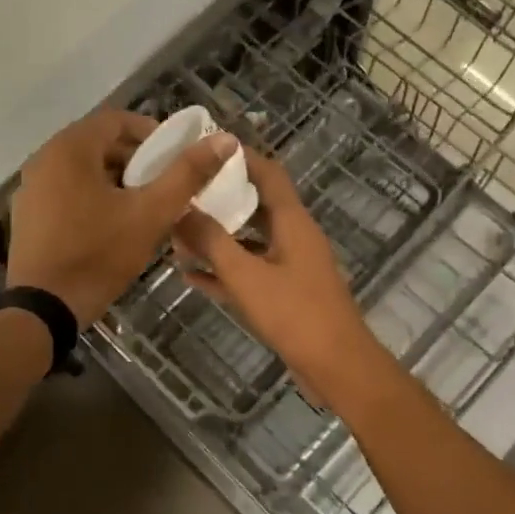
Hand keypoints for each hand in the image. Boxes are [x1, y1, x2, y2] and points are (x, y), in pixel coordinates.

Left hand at [8, 109, 236, 328]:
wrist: (45, 309)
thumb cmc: (99, 254)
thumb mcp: (151, 213)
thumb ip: (188, 173)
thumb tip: (225, 140)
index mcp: (70, 148)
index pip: (117, 119)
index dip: (152, 133)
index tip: (177, 156)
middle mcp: (44, 159)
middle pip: (100, 144)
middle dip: (137, 159)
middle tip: (166, 184)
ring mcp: (32, 188)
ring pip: (84, 170)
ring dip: (118, 180)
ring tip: (145, 206)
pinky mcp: (29, 215)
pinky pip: (68, 191)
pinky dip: (95, 197)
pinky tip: (115, 225)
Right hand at [172, 151, 380, 392]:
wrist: (337, 366)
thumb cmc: (295, 314)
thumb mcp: (246, 276)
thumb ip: (212, 241)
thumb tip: (181, 208)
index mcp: (292, 222)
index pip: (268, 173)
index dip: (241, 157)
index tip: (207, 147)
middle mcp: (294, 236)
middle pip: (255, 206)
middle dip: (220, 199)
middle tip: (182, 191)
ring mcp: (291, 266)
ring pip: (249, 241)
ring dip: (217, 238)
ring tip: (176, 235)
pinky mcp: (286, 293)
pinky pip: (250, 272)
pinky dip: (225, 270)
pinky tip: (190, 275)